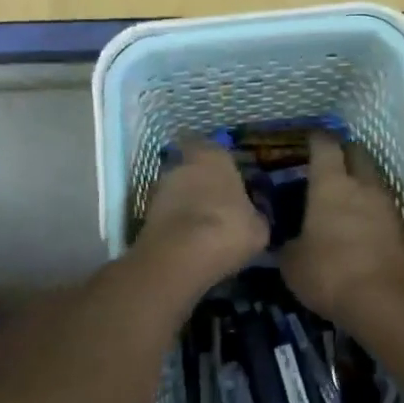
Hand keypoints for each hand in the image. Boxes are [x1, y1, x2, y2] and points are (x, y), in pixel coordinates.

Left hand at [132, 137, 267, 292]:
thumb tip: (252, 215)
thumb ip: (254, 214)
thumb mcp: (258, 227)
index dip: (220, 163)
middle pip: (192, 168)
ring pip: (177, 190)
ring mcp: (161, 186)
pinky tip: (187, 240)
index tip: (228, 179)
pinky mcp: (145, 211)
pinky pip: (166, 212)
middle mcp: (184, 163)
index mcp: (215, 156)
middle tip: (215, 204)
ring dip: (185, 203)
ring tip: (200, 226)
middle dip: (201, 182)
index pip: (214, 147)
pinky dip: (174, 221)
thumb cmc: (228, 228)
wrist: (181, 255)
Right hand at [280, 133, 403, 323]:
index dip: (317, 139)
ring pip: (373, 181)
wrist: (385, 303)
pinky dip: (372, 211)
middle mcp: (363, 186)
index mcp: (331, 184)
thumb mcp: (292, 263)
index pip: (325, 146)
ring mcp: (388, 206)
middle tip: (330, 163)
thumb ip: (288, 245)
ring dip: (361, 183)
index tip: (310, 138)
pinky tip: (361, 226)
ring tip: (345, 197)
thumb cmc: (329, 272)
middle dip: (345, 153)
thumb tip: (287, 242)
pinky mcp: (403, 230)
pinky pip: (384, 209)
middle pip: (357, 154)